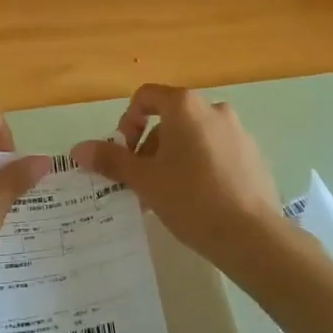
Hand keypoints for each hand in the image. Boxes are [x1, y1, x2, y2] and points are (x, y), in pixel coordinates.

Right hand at [70, 85, 282, 262]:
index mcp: (185, 106)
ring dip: (174, 158)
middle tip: (142, 181)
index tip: (125, 154)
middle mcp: (214, 109)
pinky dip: (200, 166)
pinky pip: (217, 152)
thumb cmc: (190, 198)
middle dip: (150, 147)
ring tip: (167, 195)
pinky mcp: (253, 155)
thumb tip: (78, 149)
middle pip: (170, 118)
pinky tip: (197, 201)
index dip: (128, 122)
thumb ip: (111, 159)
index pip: (146, 97)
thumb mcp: (144, 180)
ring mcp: (238, 132)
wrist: (250, 235)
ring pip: (194, 137)